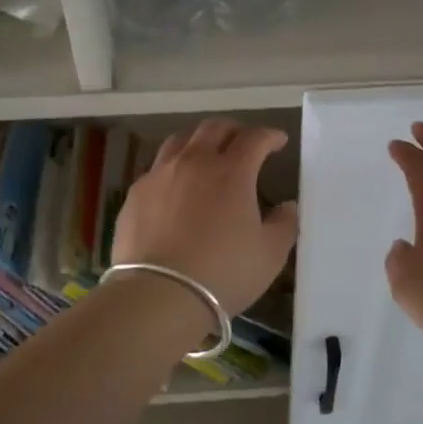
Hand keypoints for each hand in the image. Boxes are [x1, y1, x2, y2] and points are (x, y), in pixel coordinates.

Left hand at [113, 119, 298, 315]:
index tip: (278, 141)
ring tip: (207, 156)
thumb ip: (284, 225)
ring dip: (199, 142)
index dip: (269, 136)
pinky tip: (176, 188)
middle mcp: (194, 163)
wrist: (158, 294)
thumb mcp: (270, 254)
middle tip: (244, 143)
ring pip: (180, 141)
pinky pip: (157, 168)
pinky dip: (173, 168)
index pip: (254, 139)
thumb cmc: (223, 273)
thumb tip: (287, 206)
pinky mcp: (135, 194)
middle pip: (214, 129)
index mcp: (232, 172)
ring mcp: (160, 175)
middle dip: (234, 130)